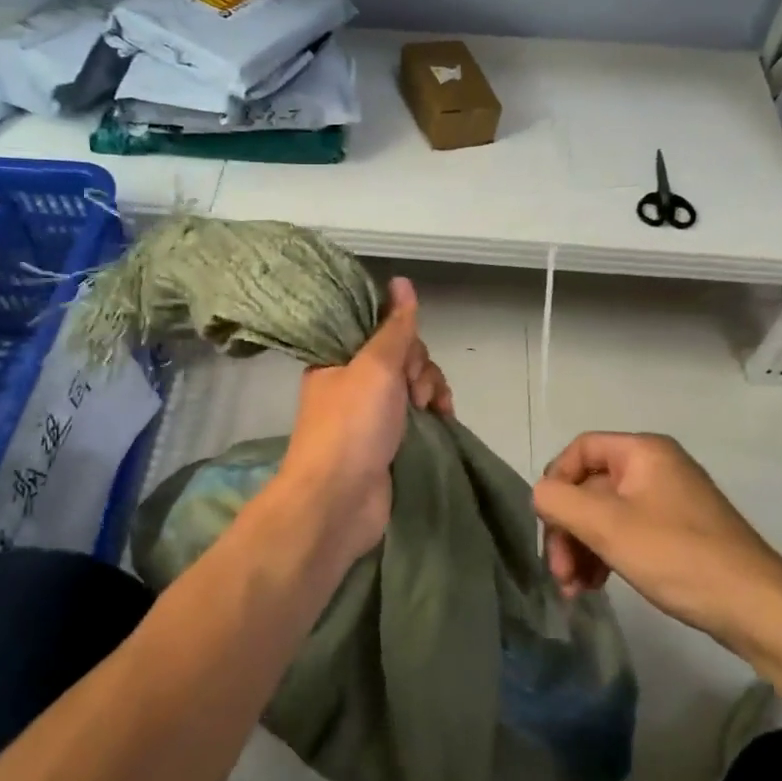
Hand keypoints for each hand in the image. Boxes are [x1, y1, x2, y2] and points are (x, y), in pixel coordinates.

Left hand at [275, 278, 451, 566]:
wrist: (339, 500)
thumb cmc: (352, 425)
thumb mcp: (375, 366)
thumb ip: (394, 326)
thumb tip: (401, 280)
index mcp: (338, 359)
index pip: (379, 330)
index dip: (402, 338)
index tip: (407, 358)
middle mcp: (352, 383)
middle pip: (402, 357)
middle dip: (419, 368)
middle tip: (415, 393)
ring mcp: (370, 415)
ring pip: (413, 385)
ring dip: (430, 390)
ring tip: (432, 411)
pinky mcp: (387, 442)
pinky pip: (417, 415)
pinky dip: (433, 414)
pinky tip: (444, 420)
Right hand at [533, 432, 781, 659]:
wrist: (758, 609)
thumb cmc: (677, 556)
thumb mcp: (607, 526)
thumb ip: (560, 502)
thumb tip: (541, 495)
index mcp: (643, 452)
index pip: (579, 450)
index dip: (556, 483)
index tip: (548, 524)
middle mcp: (656, 467)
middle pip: (589, 486)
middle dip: (567, 528)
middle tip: (559, 573)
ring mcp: (669, 501)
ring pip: (605, 514)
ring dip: (582, 548)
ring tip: (574, 589)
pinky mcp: (678, 534)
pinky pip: (626, 533)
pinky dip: (605, 555)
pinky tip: (595, 586)